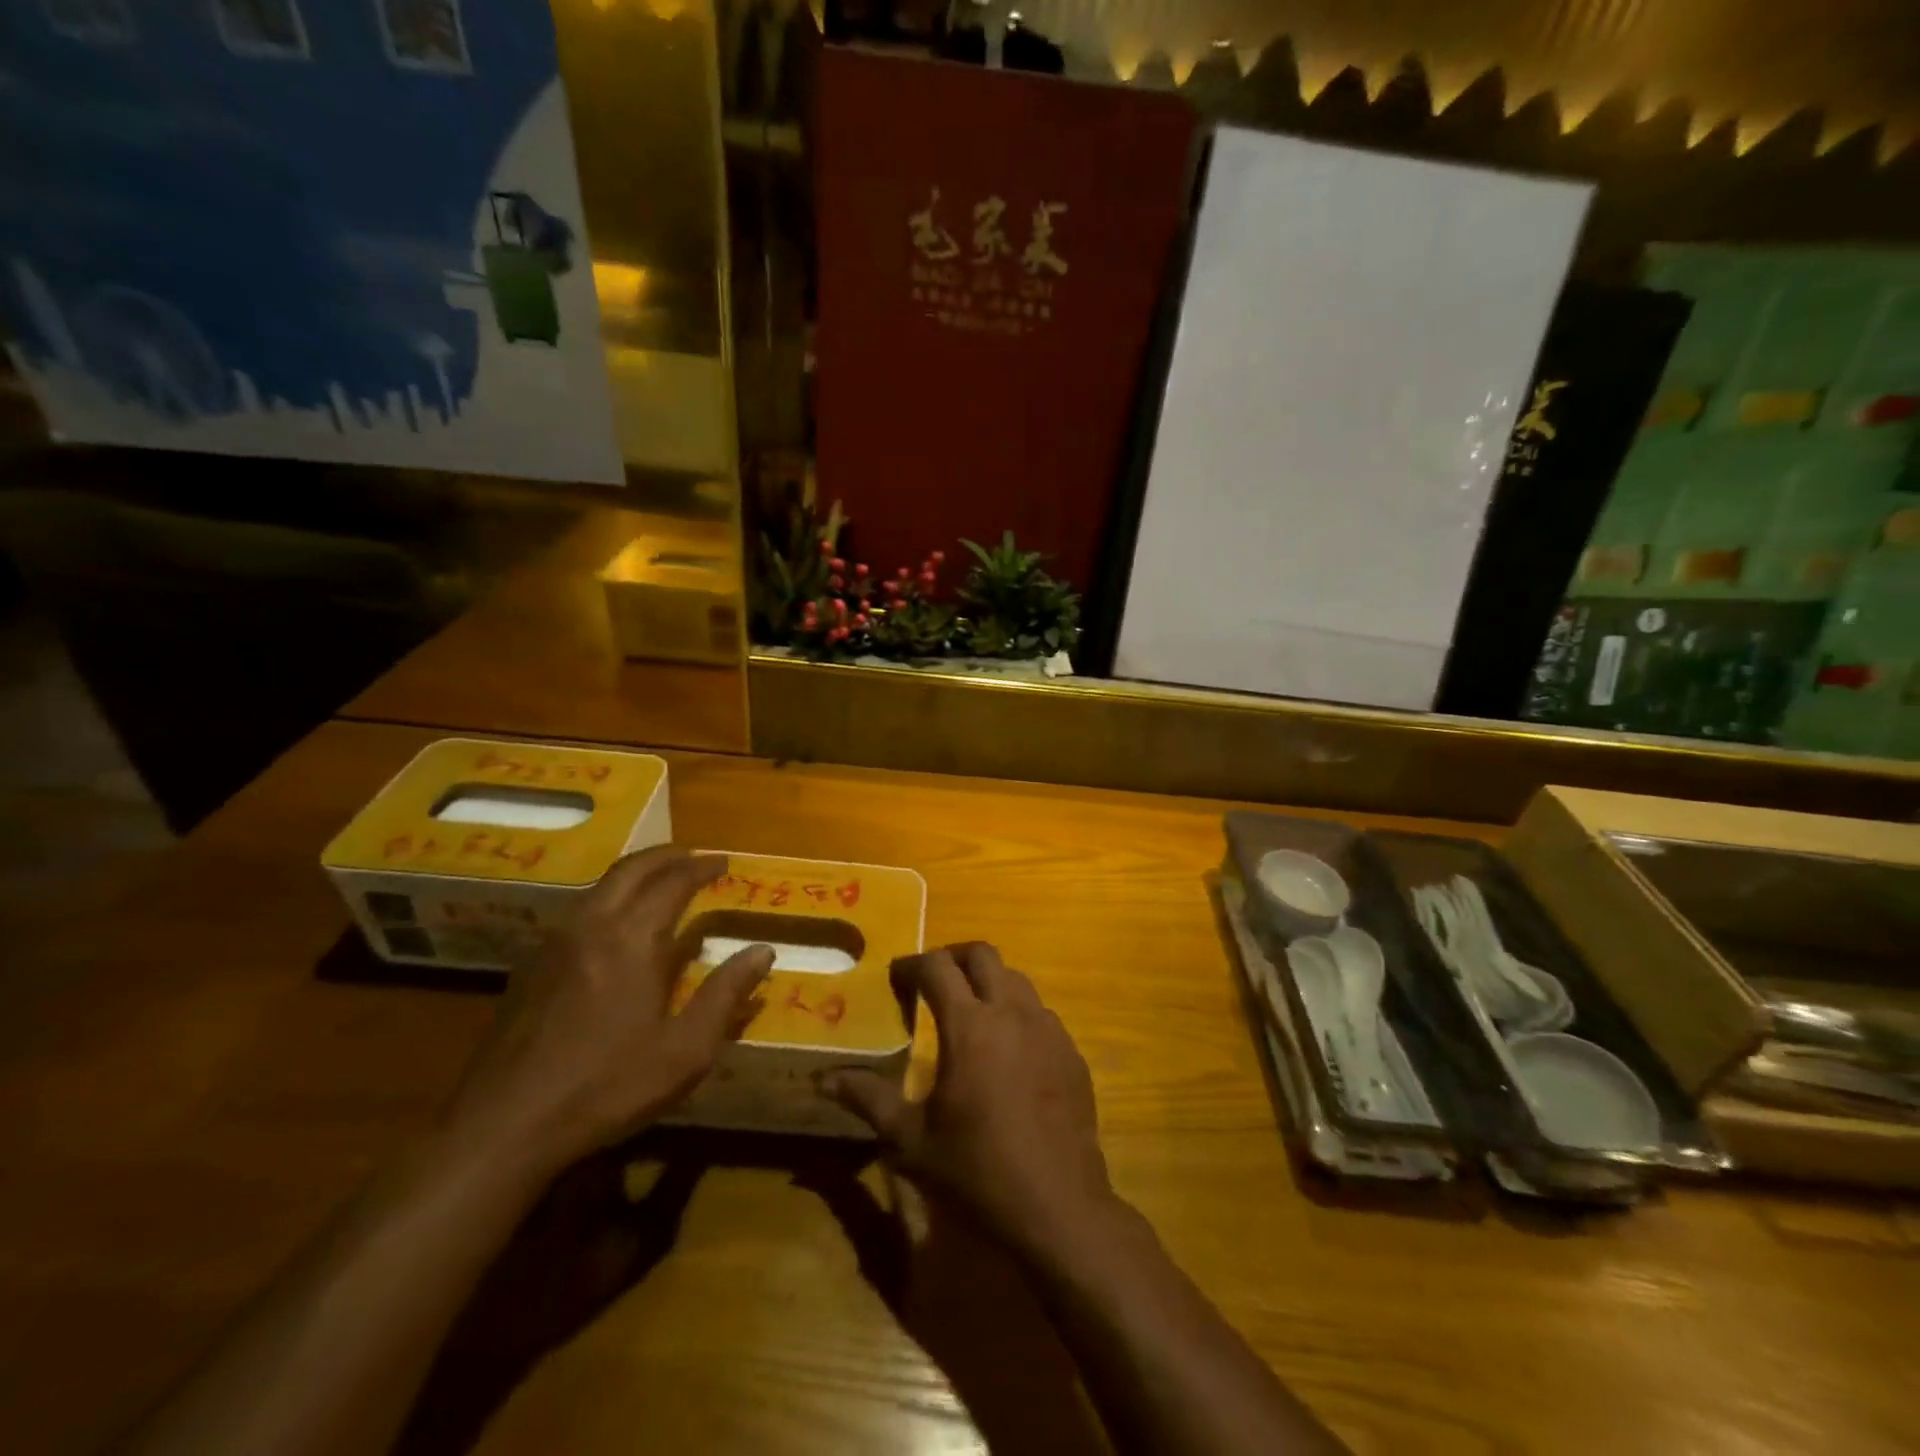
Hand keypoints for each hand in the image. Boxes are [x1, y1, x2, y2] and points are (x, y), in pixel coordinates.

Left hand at [442, 848, 771, 1173]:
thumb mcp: (685, 1051)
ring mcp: (555, 944)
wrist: (504, 1126)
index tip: (724, 863)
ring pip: (599, 887)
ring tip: (660, 880)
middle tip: (693, 857)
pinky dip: (609, 898)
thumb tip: (763, 951)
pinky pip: (579, 911)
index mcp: (632, 940)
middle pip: (631, 870)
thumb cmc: (606, 1086)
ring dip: (635, 873)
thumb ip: (725, 995)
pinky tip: (616, 925)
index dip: (701, 868)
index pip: (672, 883)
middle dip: (666, 856)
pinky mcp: (531, 967)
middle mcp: (591, 927)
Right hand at [823, 943, 1115, 1260]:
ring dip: (988, 982)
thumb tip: (822, 1080)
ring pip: (1016, 979)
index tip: (896, 978)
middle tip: (932, 982)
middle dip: (953, 957)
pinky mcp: (1071, 1052)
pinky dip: (1016, 1013)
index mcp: (969, 1025)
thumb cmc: (977, 1171)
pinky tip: (1007, 1051)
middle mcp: (1011, 1012)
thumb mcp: (912, 1139)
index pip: (937, 967)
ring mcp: (1048, 1029)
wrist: (1058, 1208)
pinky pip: (1040, 1012)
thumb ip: (868, 1099)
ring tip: (969, 1013)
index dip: (912, 964)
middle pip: (982, 954)